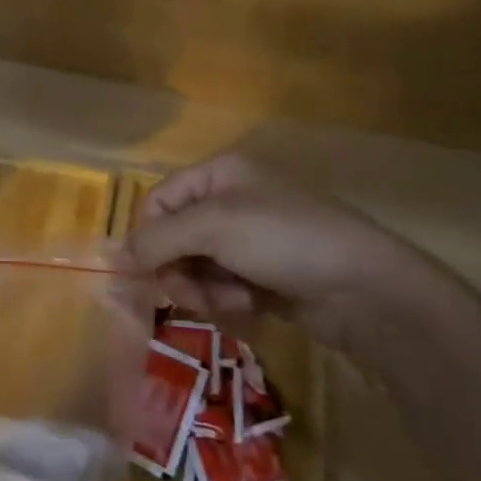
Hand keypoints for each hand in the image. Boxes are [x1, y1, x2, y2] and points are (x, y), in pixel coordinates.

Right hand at [125, 151, 440, 357]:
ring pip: (197, 266)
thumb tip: (114, 256)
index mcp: (220, 173)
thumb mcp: (214, 227)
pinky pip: (223, 286)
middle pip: (175, 237)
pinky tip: (251, 306)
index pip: (160, 200)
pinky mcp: (265, 275)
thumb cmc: (284, 239)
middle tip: (190, 293)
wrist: (366, 289)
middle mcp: (231, 200)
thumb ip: (158, 239)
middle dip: (180, 268)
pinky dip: (229, 299)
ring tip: (232, 301)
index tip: (146, 271)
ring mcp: (250, 240)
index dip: (148, 235)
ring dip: (205, 288)